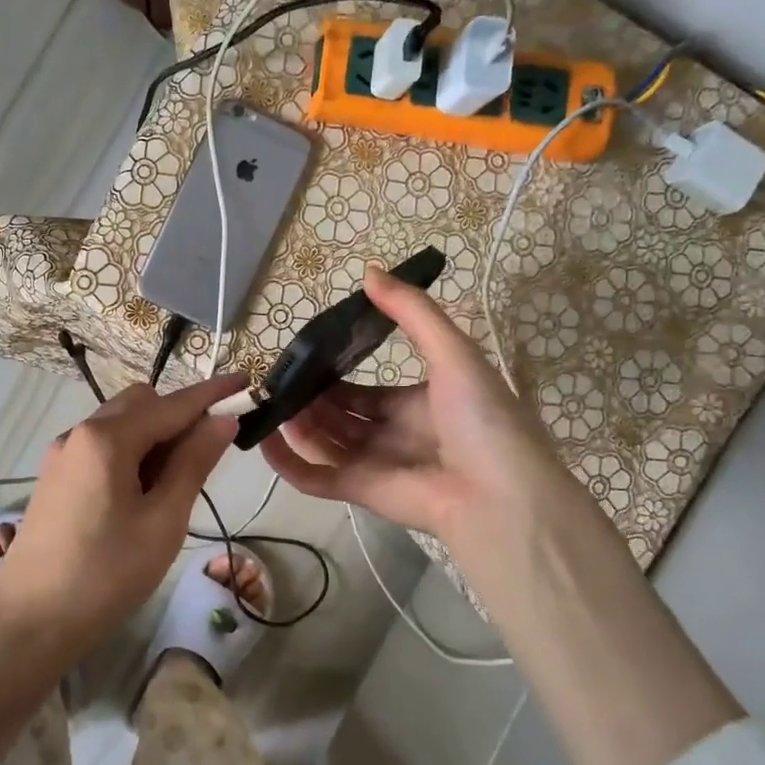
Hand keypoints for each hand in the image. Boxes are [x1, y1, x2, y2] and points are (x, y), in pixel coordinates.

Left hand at [0, 374, 245, 656]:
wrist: (29, 623)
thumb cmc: (105, 574)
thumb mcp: (163, 521)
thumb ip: (193, 463)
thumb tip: (222, 419)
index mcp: (107, 438)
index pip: (173, 404)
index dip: (213, 393)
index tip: (247, 381)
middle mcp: (80, 433)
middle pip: (141, 403)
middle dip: (179, 416)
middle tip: (209, 455)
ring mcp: (63, 454)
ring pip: (120, 424)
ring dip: (155, 437)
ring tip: (177, 484)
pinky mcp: (56, 477)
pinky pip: (102, 447)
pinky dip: (131, 453)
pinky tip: (143, 494)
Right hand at [260, 268, 568, 557]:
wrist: (501, 495)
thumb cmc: (481, 418)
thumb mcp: (453, 352)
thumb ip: (411, 313)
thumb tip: (369, 270)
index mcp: (417, 404)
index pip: (366, 391)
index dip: (335, 374)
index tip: (304, 356)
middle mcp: (393, 434)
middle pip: (340, 416)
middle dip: (309, 399)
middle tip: (276, 379)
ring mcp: (375, 465)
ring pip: (323, 443)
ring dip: (295, 424)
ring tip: (266, 401)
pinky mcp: (360, 492)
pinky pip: (315, 478)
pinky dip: (288, 463)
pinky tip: (264, 440)